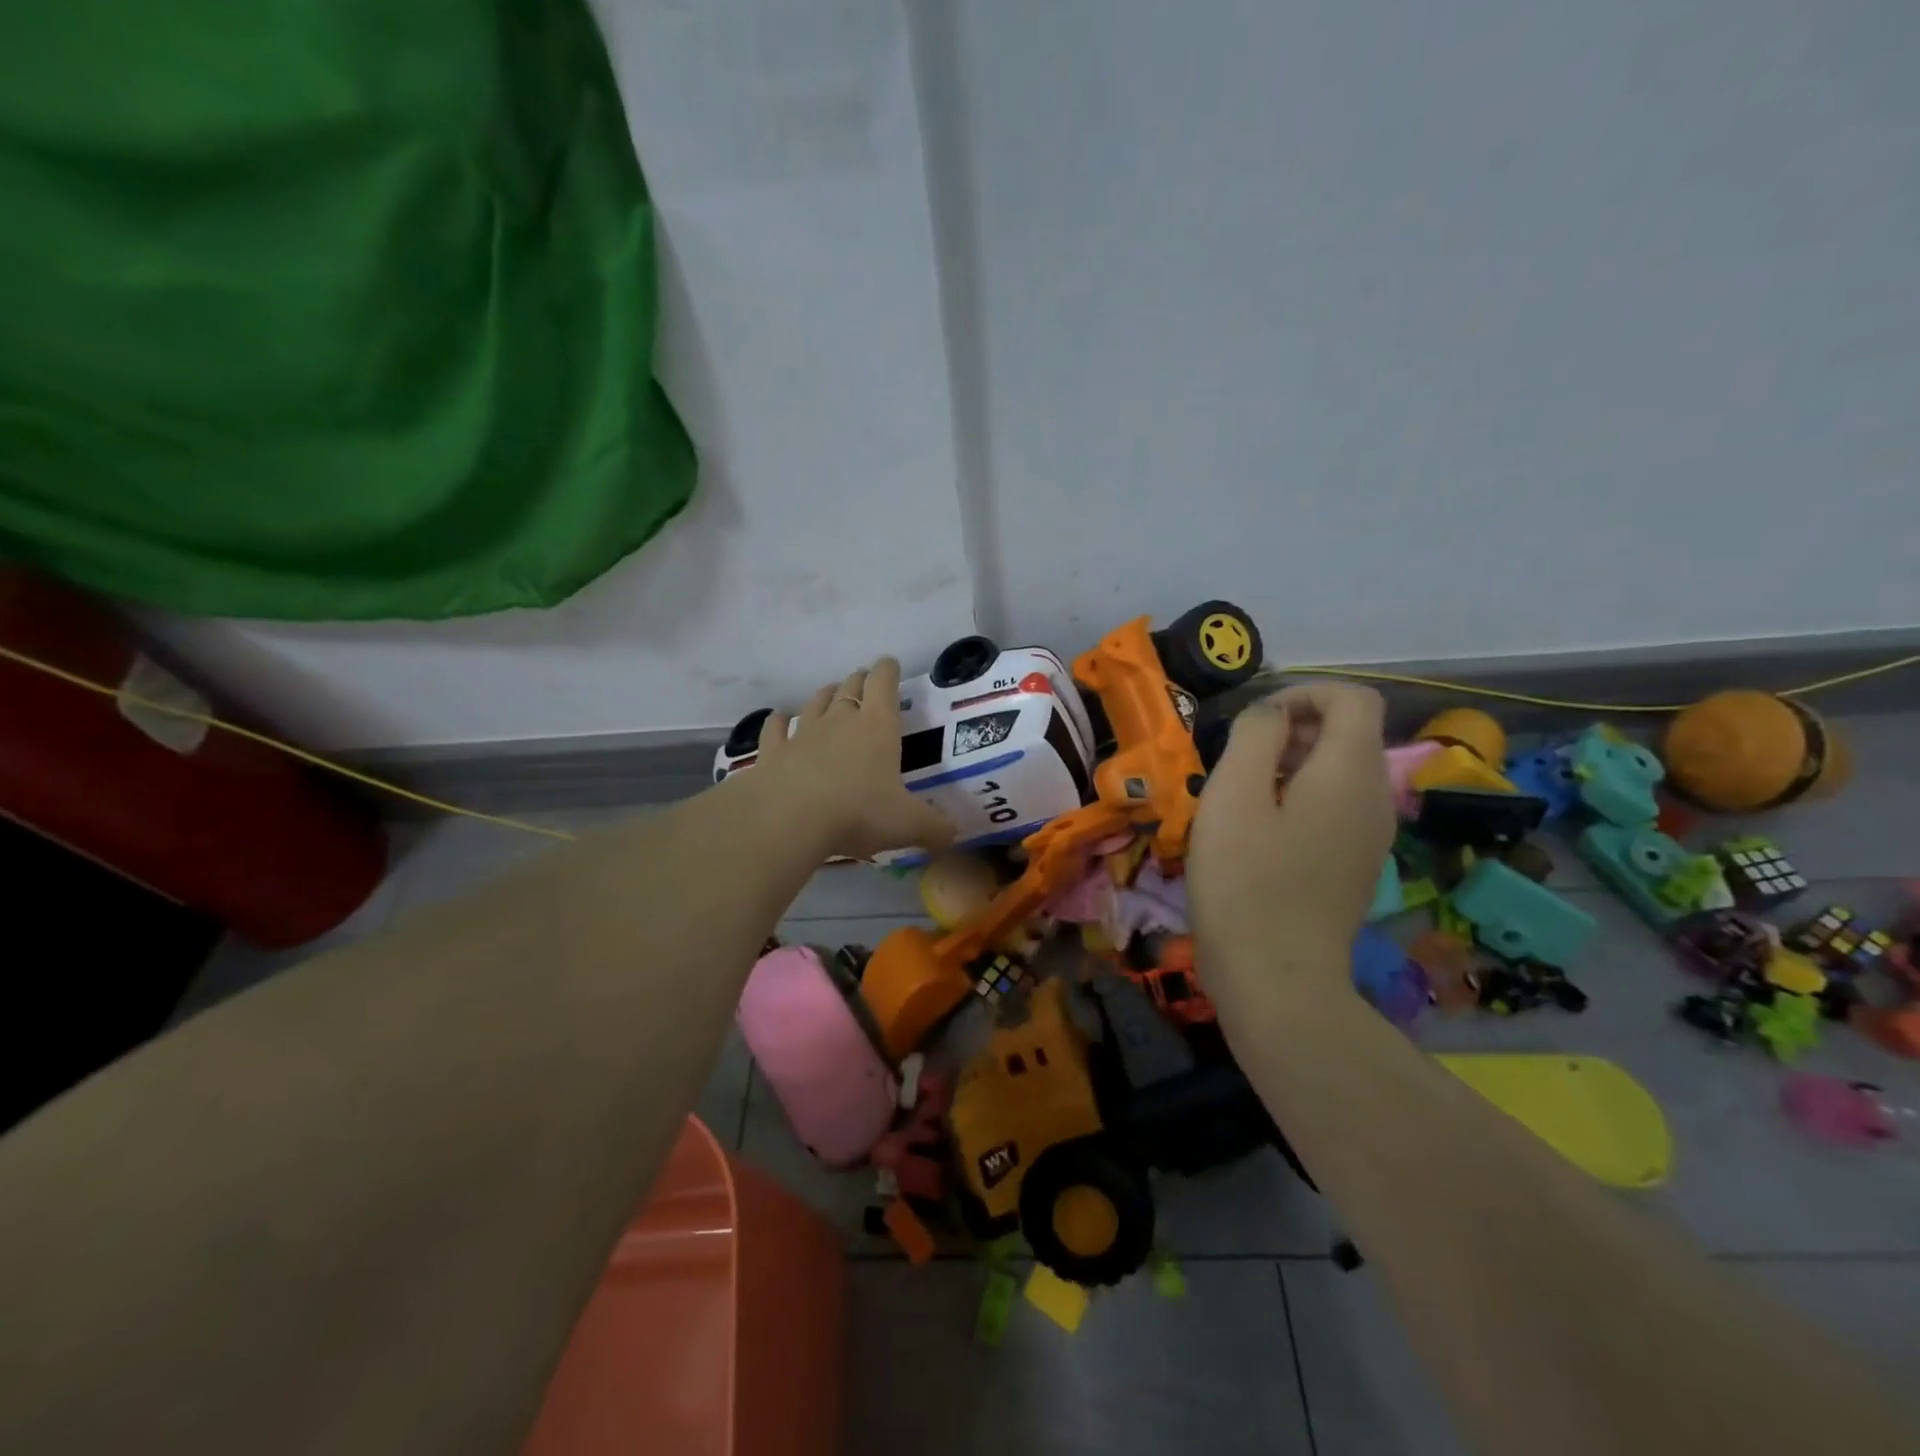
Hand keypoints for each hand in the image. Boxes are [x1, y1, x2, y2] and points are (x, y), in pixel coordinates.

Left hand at [753, 658, 956, 860]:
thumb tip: (954, 835)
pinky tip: (778, 720)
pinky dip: (778, 722)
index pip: (884, 683)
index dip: (888, 670)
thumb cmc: (859, 812)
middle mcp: (840, 721)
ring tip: (830, 693)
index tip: (890, 664)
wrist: (790, 819)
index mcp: (878, 726)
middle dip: (859, 681)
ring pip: (815, 703)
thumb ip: (934, 827)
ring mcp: (803, 734)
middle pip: (850, 688)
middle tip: (864, 680)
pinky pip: (775, 729)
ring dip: (824, 695)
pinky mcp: (773, 752)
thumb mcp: (908, 824)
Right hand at [1189, 683, 1394, 1000]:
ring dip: (1291, 766)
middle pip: (1348, 734)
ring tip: (1240, 798)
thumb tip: (1270, 715)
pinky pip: (1334, 809)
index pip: (1353, 698)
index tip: (1255, 721)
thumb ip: (1256, 735)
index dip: (1304, 692)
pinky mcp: (1354, 867)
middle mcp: (1375, 798)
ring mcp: (1370, 837)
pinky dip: (1299, 800)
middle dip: (1293, 729)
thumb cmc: (1246, 881)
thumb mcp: (1234, 793)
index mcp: (1352, 772)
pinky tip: (1258, 835)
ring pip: (1339, 773)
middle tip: (1238, 761)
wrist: (1276, 980)